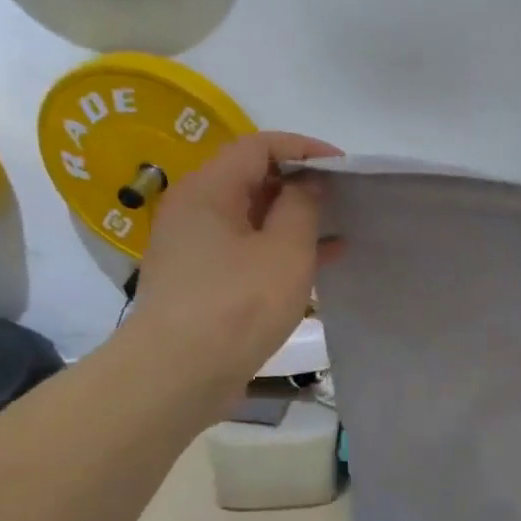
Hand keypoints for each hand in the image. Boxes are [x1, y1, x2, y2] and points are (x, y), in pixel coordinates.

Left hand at [127, 132, 341, 382]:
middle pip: (252, 179)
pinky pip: (244, 250)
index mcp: (209, 189)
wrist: (176, 374)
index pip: (259, 146)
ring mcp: (193, 247)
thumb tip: (306, 184)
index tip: (343, 167)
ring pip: (251, 218)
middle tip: (343, 199)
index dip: (305, 149)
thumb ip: (302, 207)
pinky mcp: (199, 281)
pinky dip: (278, 250)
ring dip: (293, 220)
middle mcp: (194, 209)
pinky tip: (315, 266)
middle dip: (300, 184)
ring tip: (337, 231)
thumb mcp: (285, 251)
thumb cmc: (237, 304)